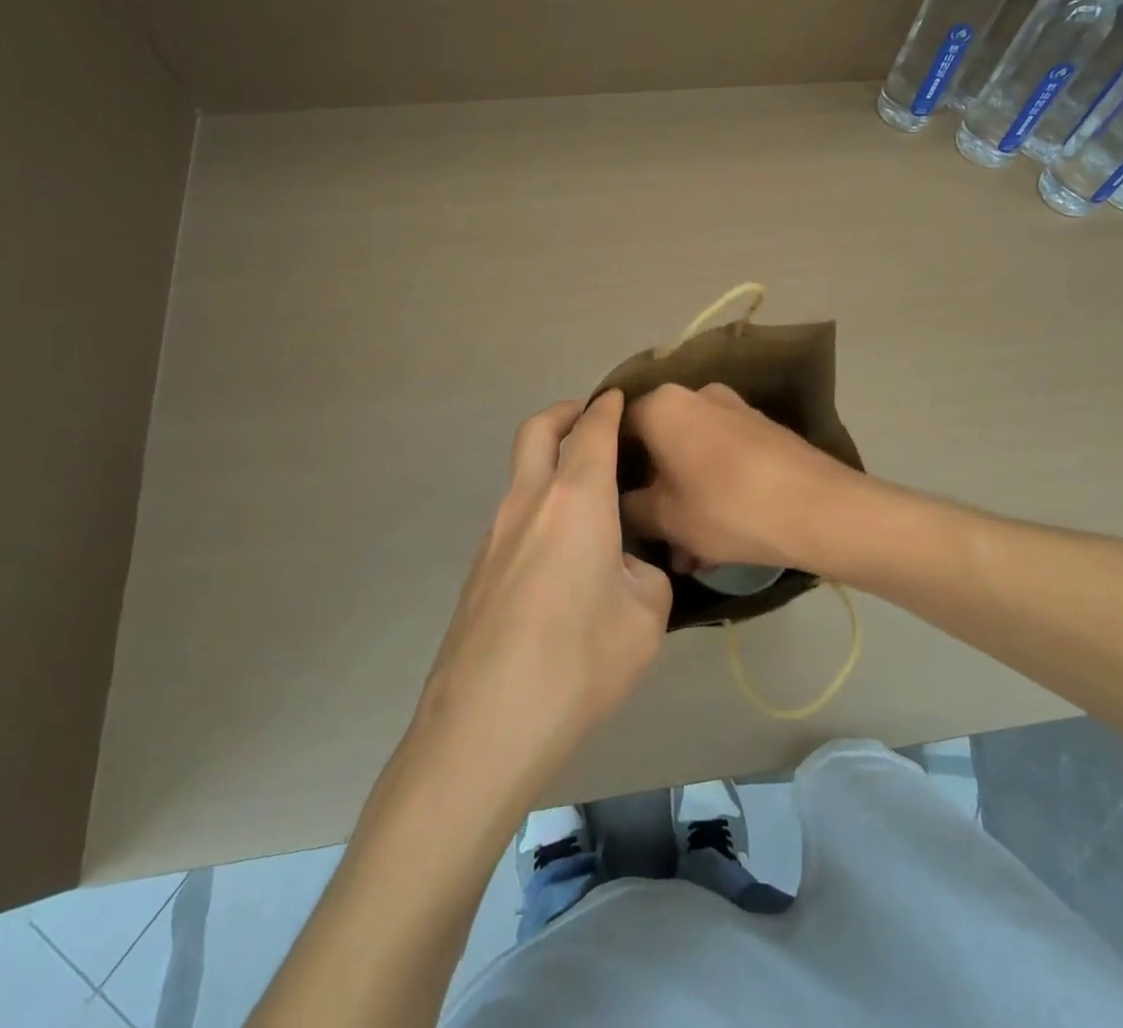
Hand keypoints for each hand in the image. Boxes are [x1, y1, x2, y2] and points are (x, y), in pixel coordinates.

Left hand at [413, 391, 671, 782]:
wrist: (485, 725)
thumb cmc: (579, 660)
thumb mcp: (646, 617)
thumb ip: (646, 576)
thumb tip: (625, 568)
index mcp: (576, 499)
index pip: (592, 430)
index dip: (608, 407)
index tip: (619, 397)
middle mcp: (528, 503)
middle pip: (538, 431)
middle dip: (564, 413)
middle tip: (589, 419)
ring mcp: (494, 536)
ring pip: (521, 477)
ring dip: (550, 468)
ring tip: (588, 506)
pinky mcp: (477, 572)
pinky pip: (513, 521)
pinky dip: (538, 513)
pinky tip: (560, 563)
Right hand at [623, 382, 865, 576]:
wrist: (819, 508)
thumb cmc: (727, 507)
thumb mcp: (665, 518)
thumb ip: (630, 509)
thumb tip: (619, 505)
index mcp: (663, 405)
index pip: (616, 427)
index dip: (609, 467)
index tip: (609, 503)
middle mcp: (697, 395)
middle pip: (658, 444)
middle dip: (653, 494)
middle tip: (653, 538)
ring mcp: (734, 410)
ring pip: (692, 457)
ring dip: (684, 501)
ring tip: (690, 556)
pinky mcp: (763, 431)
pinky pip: (722, 460)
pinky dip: (713, 493)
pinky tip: (719, 543)